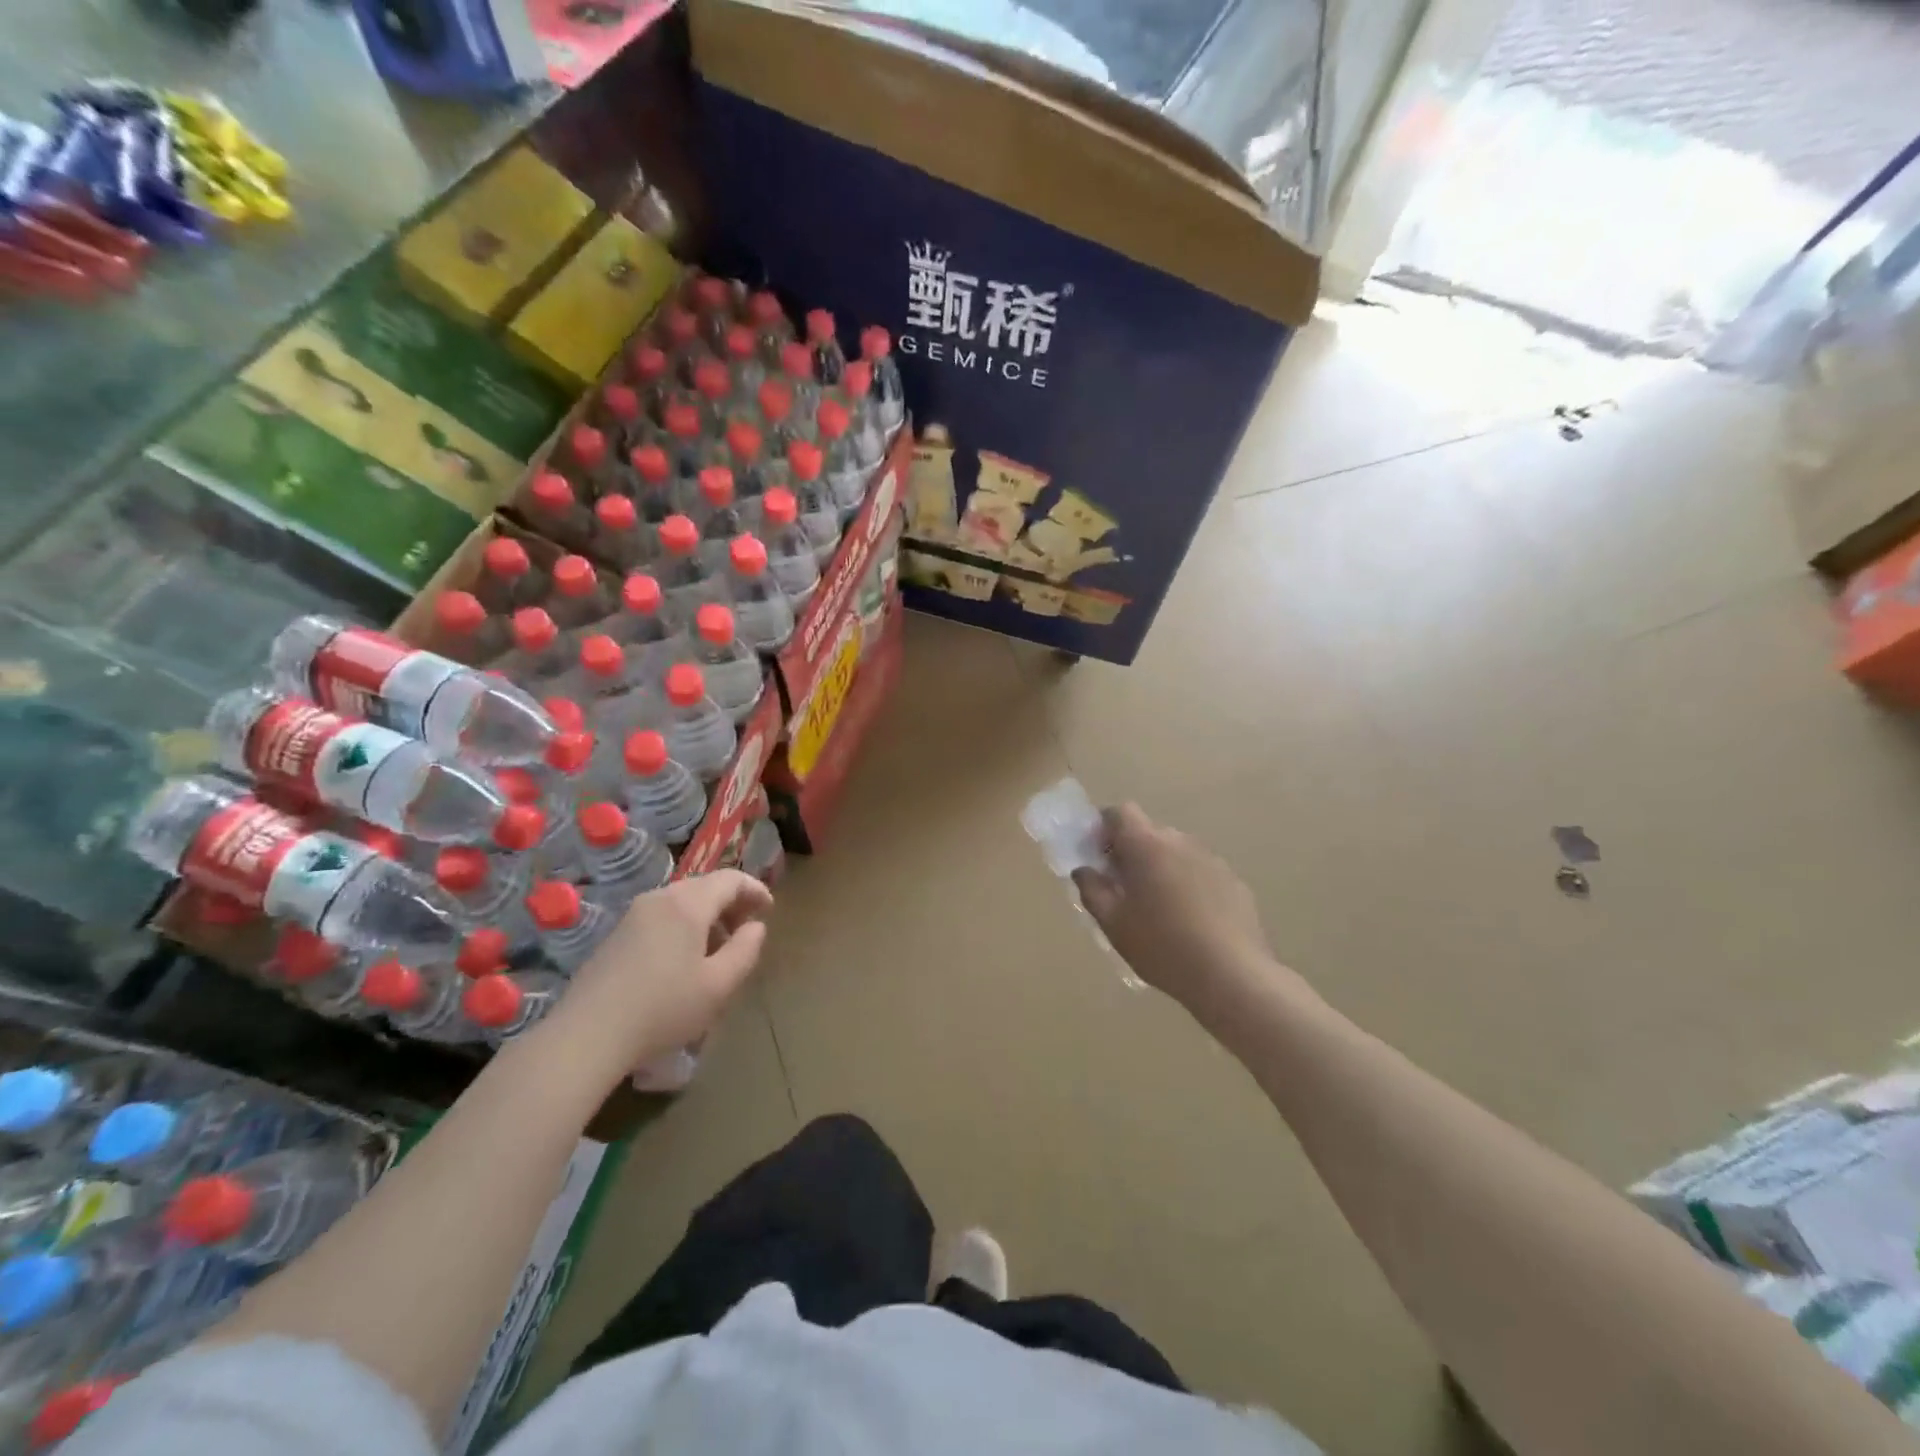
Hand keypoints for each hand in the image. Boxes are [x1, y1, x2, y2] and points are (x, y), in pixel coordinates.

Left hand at [549, 871, 772, 1075]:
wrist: (586, 1035)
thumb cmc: (663, 1008)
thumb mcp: (719, 985)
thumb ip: (745, 950)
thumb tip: (755, 927)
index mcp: (688, 903)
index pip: (731, 879)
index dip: (755, 890)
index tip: (769, 910)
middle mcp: (660, 898)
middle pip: (705, 887)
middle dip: (731, 904)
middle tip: (746, 931)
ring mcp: (633, 914)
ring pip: (681, 902)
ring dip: (707, 917)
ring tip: (718, 950)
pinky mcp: (616, 934)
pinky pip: (661, 916)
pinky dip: (683, 926)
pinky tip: (683, 961)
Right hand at [1072, 804, 1284, 1020]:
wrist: (1232, 976)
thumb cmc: (1162, 946)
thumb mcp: (1113, 924)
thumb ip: (1092, 890)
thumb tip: (1084, 870)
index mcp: (1147, 845)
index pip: (1120, 813)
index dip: (1104, 828)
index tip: (1098, 857)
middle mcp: (1181, 842)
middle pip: (1149, 833)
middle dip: (1132, 853)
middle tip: (1123, 889)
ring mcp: (1212, 860)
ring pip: (1176, 853)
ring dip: (1161, 869)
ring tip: (1159, 910)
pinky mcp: (1234, 882)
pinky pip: (1201, 873)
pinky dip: (1189, 886)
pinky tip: (1191, 923)